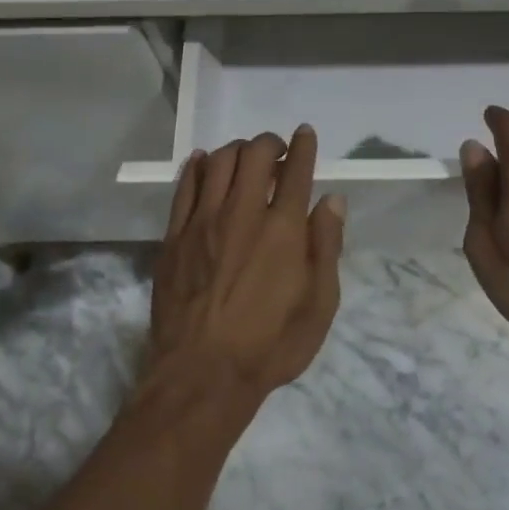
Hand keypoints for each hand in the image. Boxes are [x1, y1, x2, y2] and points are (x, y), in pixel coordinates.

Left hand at [147, 126, 346, 407]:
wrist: (202, 375)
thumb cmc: (271, 345)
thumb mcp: (319, 305)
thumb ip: (327, 246)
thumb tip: (333, 200)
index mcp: (284, 229)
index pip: (296, 171)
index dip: (303, 146)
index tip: (304, 134)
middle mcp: (243, 213)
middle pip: (255, 154)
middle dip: (269, 143)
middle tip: (276, 152)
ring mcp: (204, 221)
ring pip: (219, 162)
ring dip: (236, 150)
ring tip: (245, 159)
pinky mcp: (175, 236)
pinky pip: (186, 186)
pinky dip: (198, 166)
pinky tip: (205, 163)